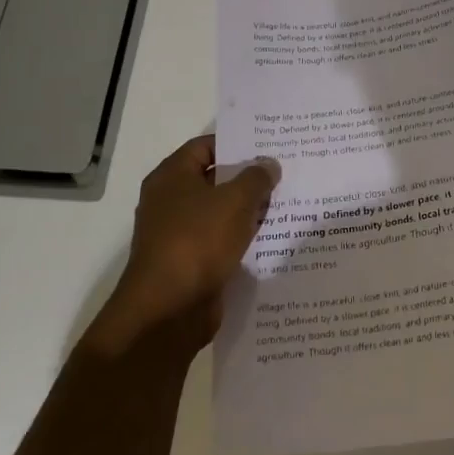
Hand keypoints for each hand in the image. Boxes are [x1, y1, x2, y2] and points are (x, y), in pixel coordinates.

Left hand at [84, 136, 279, 354]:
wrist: (168, 311)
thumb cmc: (197, 241)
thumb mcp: (235, 201)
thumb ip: (256, 178)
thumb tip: (268, 164)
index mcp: (171, 176)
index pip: (205, 146)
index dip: (236, 143)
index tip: (267, 145)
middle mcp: (169, 201)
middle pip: (213, 179)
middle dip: (246, 177)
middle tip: (283, 172)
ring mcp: (177, 234)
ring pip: (218, 212)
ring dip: (246, 210)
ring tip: (284, 203)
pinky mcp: (189, 263)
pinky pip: (219, 241)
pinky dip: (240, 238)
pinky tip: (269, 237)